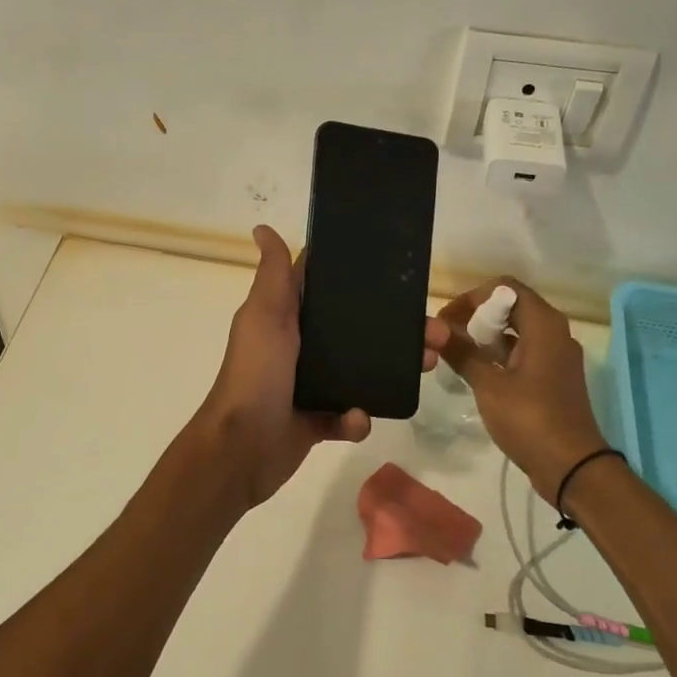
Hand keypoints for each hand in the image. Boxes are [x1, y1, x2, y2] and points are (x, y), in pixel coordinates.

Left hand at [196, 225, 449, 509]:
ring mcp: (308, 385)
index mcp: (286, 319)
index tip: (401, 275)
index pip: (326, 291)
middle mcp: (299, 348)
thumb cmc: (256, 374)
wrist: (242, 448)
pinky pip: (348, 416)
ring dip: (392, 369)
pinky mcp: (316, 421)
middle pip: (356, 331)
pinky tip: (356, 418)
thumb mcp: (265, 316)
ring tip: (424, 366)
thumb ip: (273, 276)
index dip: (361, 281)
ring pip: (361, 372)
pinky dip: (356, 418)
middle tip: (434, 333)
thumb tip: (262, 228)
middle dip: (396, 331)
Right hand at [438, 277, 609, 503]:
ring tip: (457, 353)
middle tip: (448, 335)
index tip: (447, 319)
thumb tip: (437, 331)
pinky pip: (524, 351)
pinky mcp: (554, 377)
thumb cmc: (530, 419)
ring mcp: (557, 356)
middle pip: (512, 306)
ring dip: (487, 335)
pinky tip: (477, 372)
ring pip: (518, 330)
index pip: (506, 288)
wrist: (572, 466)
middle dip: (477, 315)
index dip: (473, 297)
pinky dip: (500, 354)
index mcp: (544, 325)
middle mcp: (555, 333)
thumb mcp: (489, 385)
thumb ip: (463, 354)